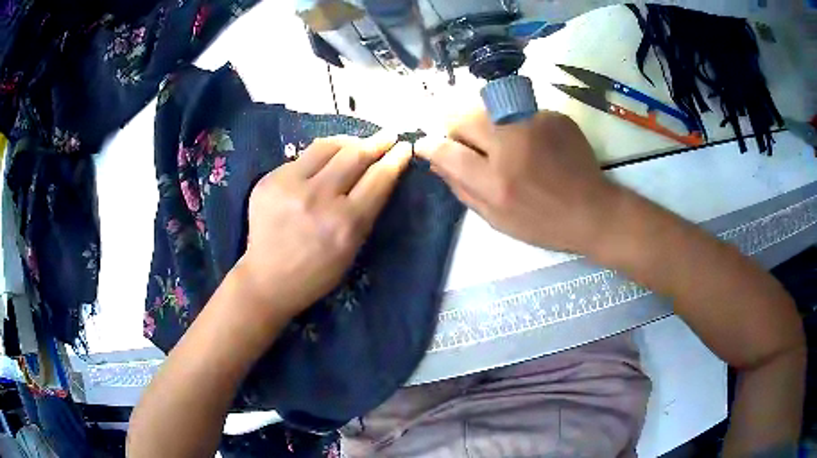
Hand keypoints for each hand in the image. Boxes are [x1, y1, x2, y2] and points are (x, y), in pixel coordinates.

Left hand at [236, 133, 411, 319]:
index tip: (404, 147)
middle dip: (376, 142)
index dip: (395, 159)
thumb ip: (365, 212)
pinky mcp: (269, 180)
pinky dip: (320, 156)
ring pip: (327, 147)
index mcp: (345, 223)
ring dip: (348, 141)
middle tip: (388, 135)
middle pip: (354, 155)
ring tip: (358, 141)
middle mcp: (318, 198)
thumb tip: (379, 174)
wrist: (267, 279)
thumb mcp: (352, 249)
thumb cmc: (316, 273)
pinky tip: (326, 160)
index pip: (378, 178)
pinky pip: (302, 158)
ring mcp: (289, 185)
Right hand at [416, 110, 618, 253]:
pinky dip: (515, 124)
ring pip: (489, 107)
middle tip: (468, 145)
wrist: (593, 211)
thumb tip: (436, 162)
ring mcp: (536, 124)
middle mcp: (513, 144)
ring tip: (502, 144)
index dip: (430, 145)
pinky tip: (532, 144)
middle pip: (464, 117)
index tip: (424, 144)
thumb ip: (462, 189)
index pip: (447, 150)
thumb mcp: (497, 220)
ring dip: (484, 123)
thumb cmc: (543, 223)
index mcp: (497, 182)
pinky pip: (518, 111)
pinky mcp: (553, 115)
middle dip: (456, 129)